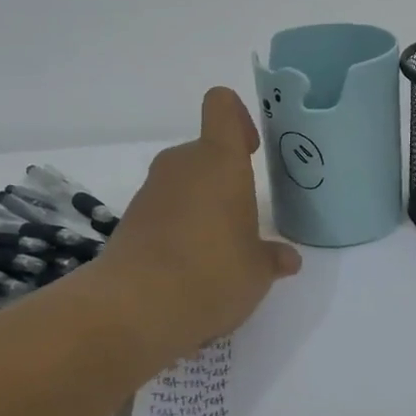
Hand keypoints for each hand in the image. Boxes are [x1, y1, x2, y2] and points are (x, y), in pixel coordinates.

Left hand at [102, 87, 301, 358]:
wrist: (133, 310)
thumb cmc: (211, 274)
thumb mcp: (256, 273)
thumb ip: (271, 258)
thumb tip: (287, 259)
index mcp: (220, 160)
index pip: (222, 106)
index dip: (237, 118)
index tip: (250, 150)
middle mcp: (182, 164)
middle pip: (204, 152)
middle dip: (223, 179)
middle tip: (240, 220)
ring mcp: (150, 191)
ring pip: (182, 184)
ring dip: (199, 206)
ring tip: (215, 254)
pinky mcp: (128, 221)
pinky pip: (162, 212)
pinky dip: (176, 230)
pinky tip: (187, 272)